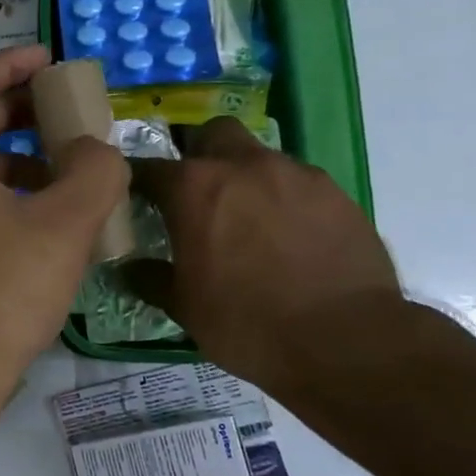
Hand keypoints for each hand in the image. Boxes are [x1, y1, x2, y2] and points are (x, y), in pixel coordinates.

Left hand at [0, 46, 128, 401]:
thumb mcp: (64, 224)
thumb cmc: (3, 287)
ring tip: (66, 167)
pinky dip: (3, 193)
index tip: (48, 59)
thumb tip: (97, 149)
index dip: (10, 64)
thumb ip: (94, 171)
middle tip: (64, 109)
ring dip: (16, 157)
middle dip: (18, 111)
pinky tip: (43, 215)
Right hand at [127, 117, 403, 397]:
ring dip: (246, 179)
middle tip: (198, 195)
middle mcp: (243, 166)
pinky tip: (289, 238)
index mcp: (194, 188)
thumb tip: (130, 268)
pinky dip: (285, 200)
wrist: (345, 341)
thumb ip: (151, 278)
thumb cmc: (246, 322)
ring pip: (259, 157)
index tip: (134, 199)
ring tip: (250, 223)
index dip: (136, 182)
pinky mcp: (336, 193)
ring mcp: (295, 174)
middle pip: (212, 134)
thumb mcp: (184, 307)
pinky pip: (298, 184)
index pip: (148, 167)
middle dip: (199, 155)